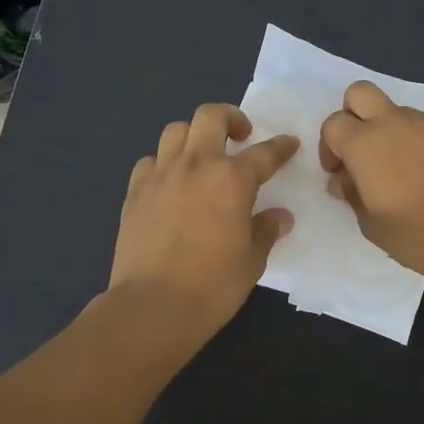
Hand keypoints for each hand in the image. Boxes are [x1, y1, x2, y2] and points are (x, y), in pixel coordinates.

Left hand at [108, 103, 299, 338]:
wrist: (153, 306)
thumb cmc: (213, 286)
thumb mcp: (252, 260)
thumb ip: (265, 231)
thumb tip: (279, 217)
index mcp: (232, 180)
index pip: (264, 153)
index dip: (281, 147)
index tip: (289, 144)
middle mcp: (196, 166)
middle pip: (210, 116)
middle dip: (230, 117)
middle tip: (240, 135)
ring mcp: (160, 175)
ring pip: (175, 131)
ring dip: (193, 136)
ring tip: (202, 156)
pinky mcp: (134, 192)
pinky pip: (150, 162)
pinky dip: (163, 164)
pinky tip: (169, 183)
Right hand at [319, 80, 423, 288]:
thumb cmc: (420, 238)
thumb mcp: (371, 226)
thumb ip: (352, 194)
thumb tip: (346, 179)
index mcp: (366, 145)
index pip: (333, 124)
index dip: (331, 147)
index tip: (341, 172)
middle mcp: (397, 122)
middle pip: (360, 93)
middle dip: (355, 115)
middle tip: (365, 150)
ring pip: (403, 114)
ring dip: (398, 135)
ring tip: (414, 173)